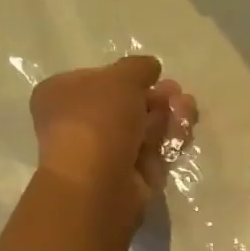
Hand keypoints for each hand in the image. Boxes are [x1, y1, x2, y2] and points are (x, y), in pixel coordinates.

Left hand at [29, 56, 196, 220]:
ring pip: (144, 128)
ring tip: (187, 108)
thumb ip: (138, 68)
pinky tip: (186, 129)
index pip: (99, 80)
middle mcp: (80, 125)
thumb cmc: (99, 121)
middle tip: (177, 93)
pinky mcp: (129, 176)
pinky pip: (153, 151)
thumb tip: (150, 68)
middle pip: (126, 105)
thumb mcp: (120, 78)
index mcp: (62, 96)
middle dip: (156, 97)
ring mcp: (105, 153)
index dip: (129, 77)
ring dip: (168, 116)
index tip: (154, 75)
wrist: (99, 183)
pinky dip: (170, 139)